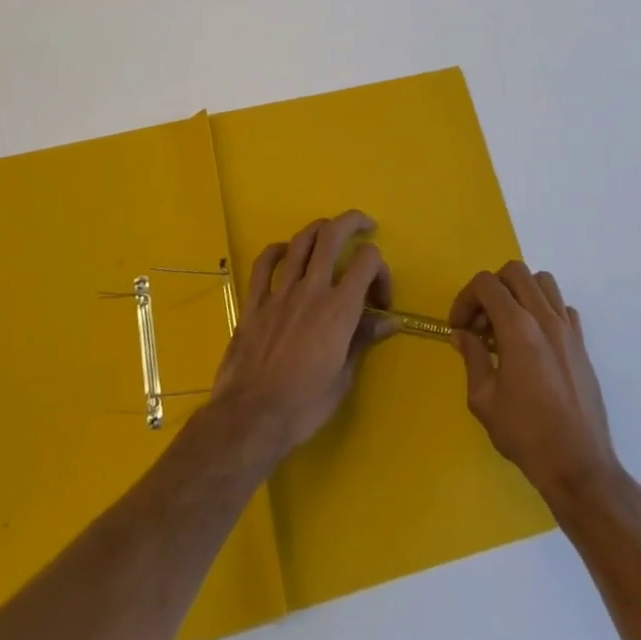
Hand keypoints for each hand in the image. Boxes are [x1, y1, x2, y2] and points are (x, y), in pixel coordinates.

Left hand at [209, 211, 395, 463]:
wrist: (251, 418)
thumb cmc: (304, 405)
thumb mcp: (344, 378)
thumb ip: (364, 340)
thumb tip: (389, 321)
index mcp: (339, 309)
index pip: (367, 260)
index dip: (381, 270)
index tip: (380, 300)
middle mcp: (311, 289)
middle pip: (332, 235)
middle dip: (352, 221)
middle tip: (364, 225)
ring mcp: (280, 292)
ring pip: (300, 242)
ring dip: (318, 229)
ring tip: (329, 232)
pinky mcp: (254, 302)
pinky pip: (264, 263)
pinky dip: (277, 250)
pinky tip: (285, 252)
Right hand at [450, 262, 620, 505]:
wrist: (579, 466)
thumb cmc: (526, 435)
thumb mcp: (484, 400)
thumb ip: (472, 358)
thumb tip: (463, 335)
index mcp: (518, 328)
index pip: (486, 284)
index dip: (465, 298)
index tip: (459, 327)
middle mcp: (545, 318)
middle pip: (515, 272)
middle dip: (491, 288)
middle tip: (481, 322)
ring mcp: (568, 328)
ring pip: (543, 282)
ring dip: (520, 293)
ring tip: (507, 324)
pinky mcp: (582, 344)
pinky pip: (562, 307)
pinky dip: (544, 311)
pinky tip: (534, 341)